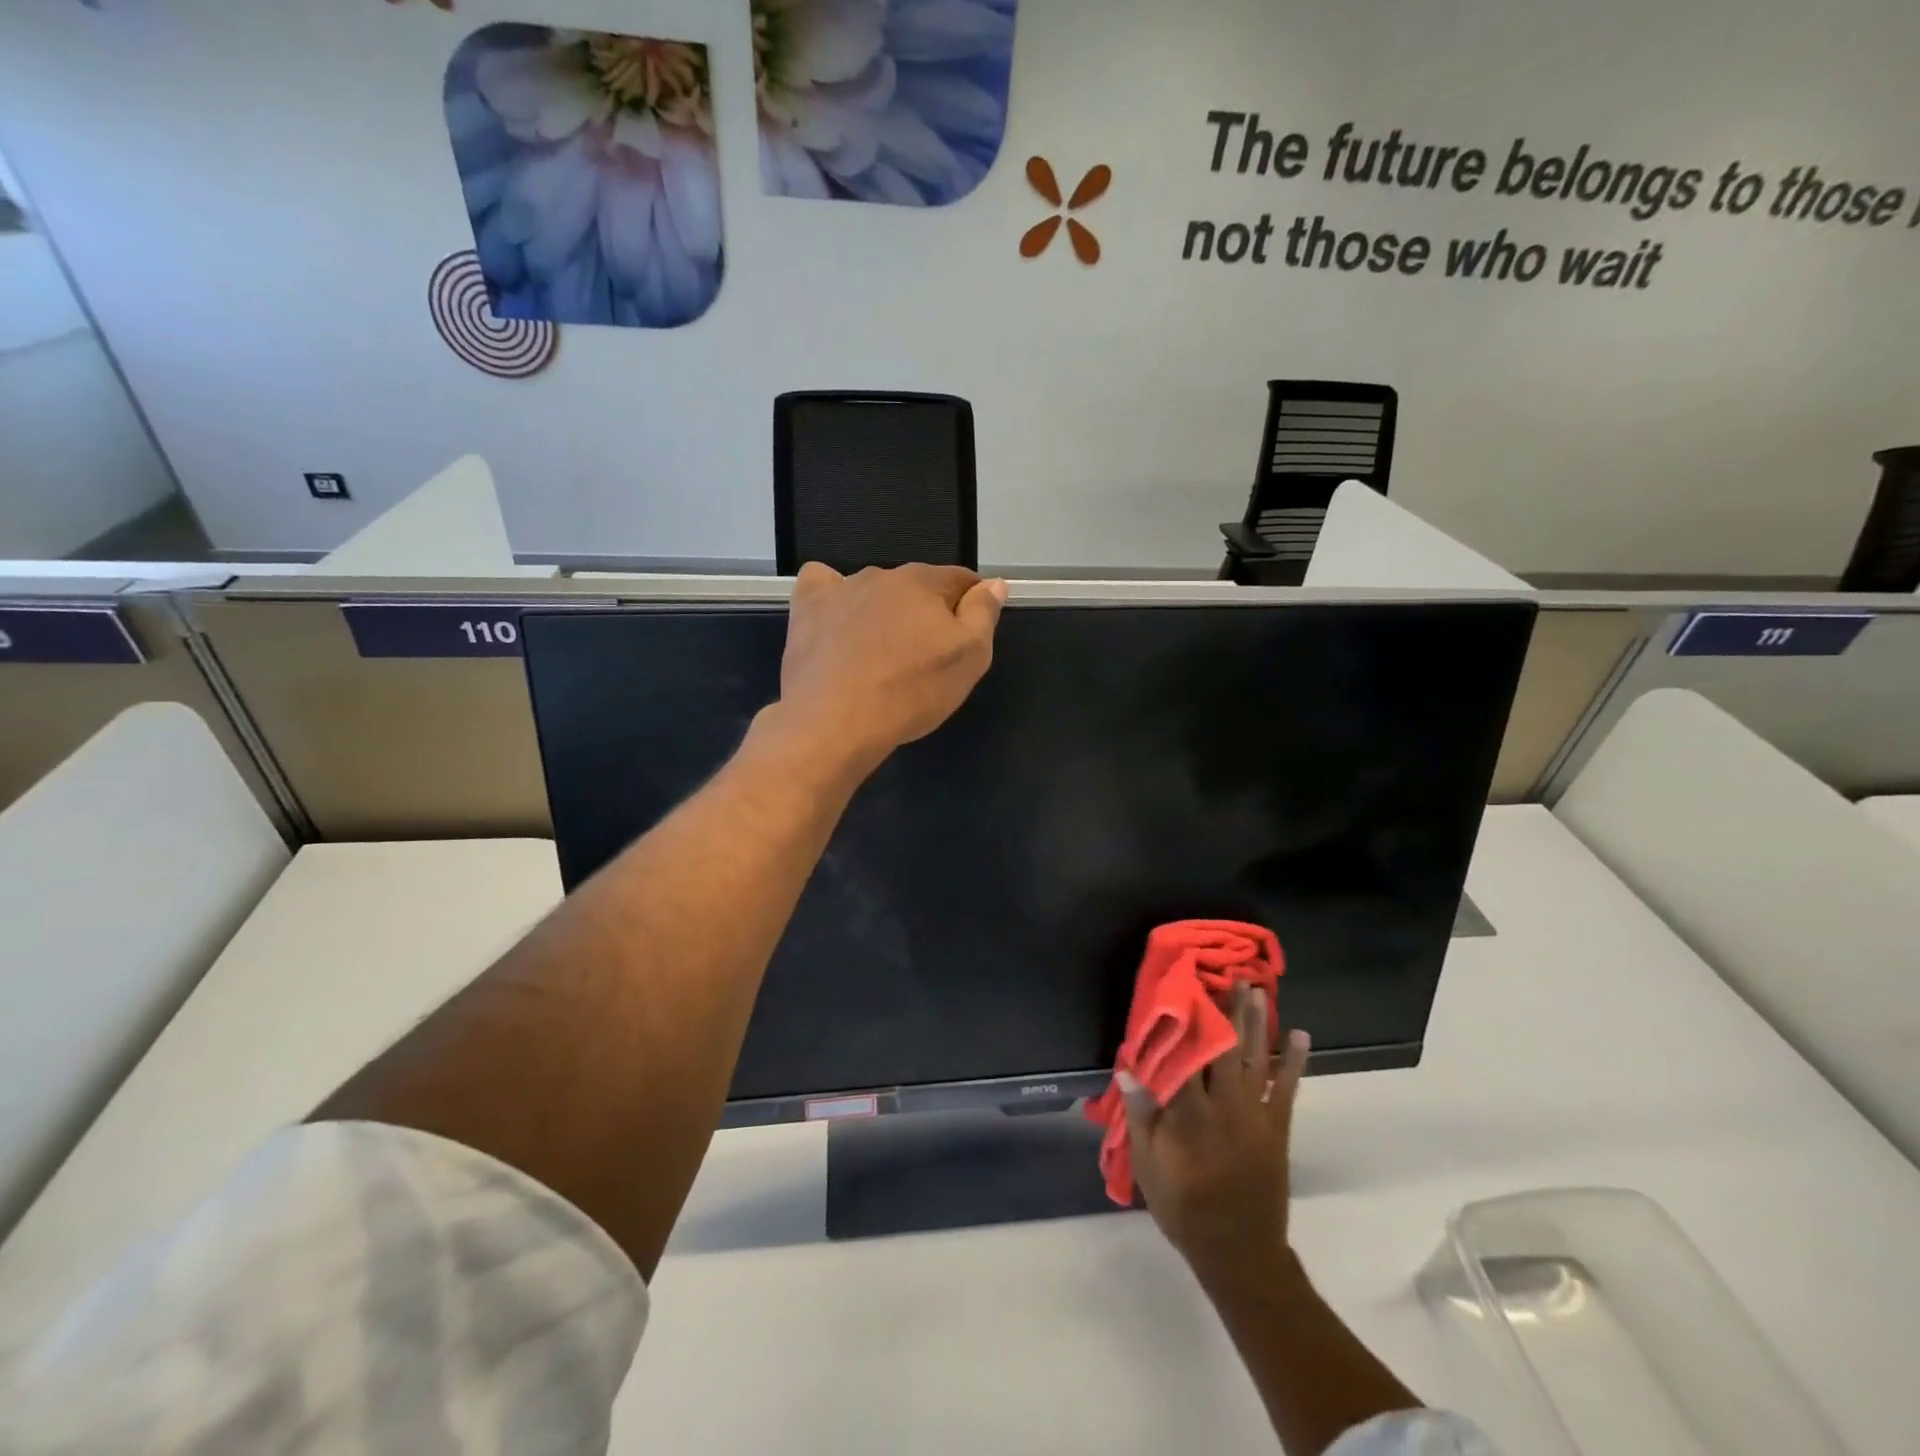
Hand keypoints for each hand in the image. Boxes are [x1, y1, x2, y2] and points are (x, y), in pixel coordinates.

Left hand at [777, 563, 1006, 770]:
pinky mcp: (807, 608)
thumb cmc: (911, 692)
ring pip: (873, 590)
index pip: (961, 580)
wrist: (836, 721)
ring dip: (884, 611)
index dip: (971, 604)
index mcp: (925, 582)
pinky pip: (822, 585)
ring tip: (880, 653)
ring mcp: (840, 589)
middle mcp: (882, 575)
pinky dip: (833, 597)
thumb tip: (993, 584)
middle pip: (916, 586)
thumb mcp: (969, 659)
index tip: (967, 636)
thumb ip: (983, 615)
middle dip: (926, 611)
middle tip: (925, 656)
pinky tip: (836, 621)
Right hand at [1121, 986, 1311, 1290]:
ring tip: (1257, 989)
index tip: (1185, 986)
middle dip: (1226, 1008)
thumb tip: (1129, 1069)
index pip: (1186, 1054)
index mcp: (1189, 1112)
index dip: (1186, 1018)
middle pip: (1225, 1046)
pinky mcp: (1277, 1129)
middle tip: (1229, 975)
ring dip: (1256, 1021)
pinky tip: (1298, 1035)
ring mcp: (1256, 1115)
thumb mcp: (1149, 1166)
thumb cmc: (1185, 1207)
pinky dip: (1294, 1061)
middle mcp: (1225, 1105)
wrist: (1239, 1252)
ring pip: (1256, 1058)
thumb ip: (1141, 1115)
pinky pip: (1288, 1089)